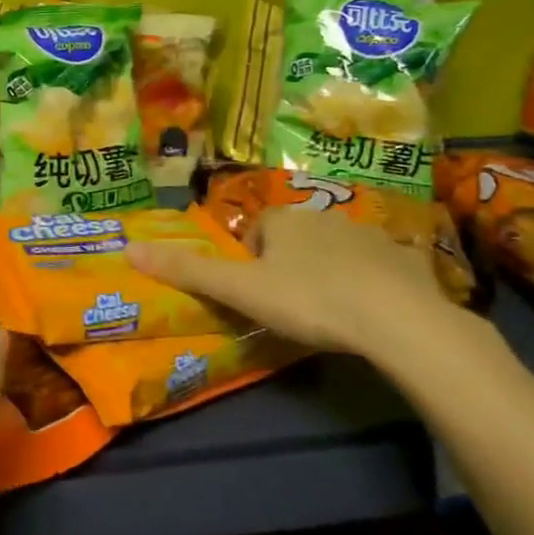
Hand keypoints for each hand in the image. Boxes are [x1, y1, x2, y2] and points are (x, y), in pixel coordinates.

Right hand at [126, 205, 469, 368]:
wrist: (397, 319)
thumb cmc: (309, 299)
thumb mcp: (242, 291)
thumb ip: (189, 273)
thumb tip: (129, 250)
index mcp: (282, 219)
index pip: (255, 235)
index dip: (251, 266)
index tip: (260, 298)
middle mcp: (322, 215)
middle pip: (294, 240)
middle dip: (289, 267)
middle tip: (293, 309)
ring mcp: (367, 233)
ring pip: (335, 251)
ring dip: (328, 273)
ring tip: (332, 314)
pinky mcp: (404, 257)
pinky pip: (378, 266)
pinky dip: (371, 283)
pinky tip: (374, 314)